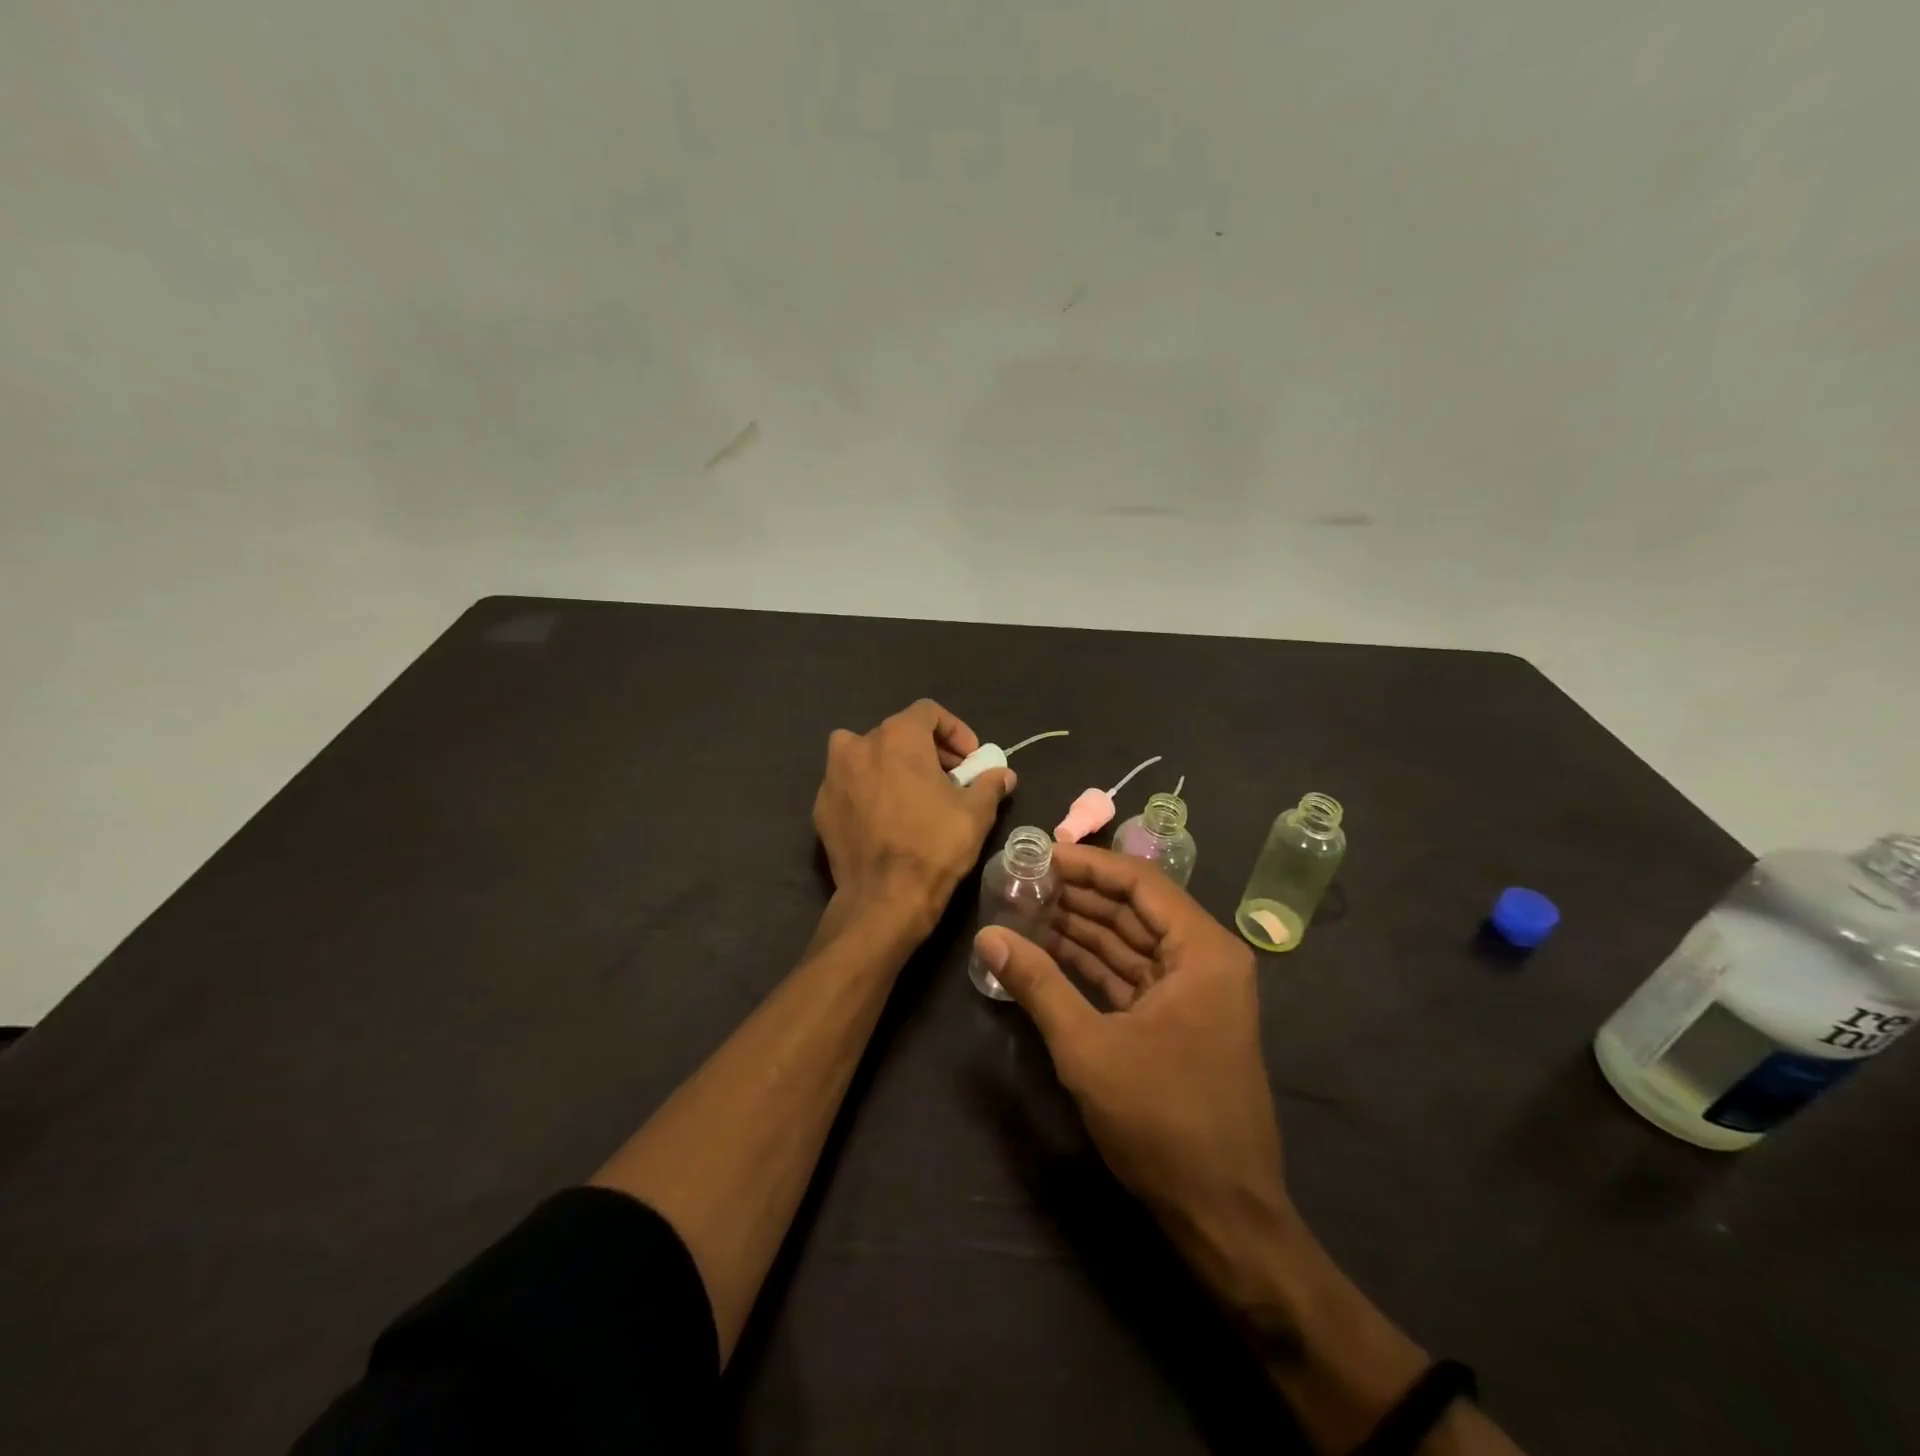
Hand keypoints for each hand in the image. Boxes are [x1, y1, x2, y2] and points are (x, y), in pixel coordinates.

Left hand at [812, 699, 1015, 931]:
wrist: (884, 898)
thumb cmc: (935, 845)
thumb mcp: (976, 812)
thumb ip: (990, 783)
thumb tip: (1004, 774)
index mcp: (897, 737)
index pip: (928, 712)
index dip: (955, 730)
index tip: (970, 759)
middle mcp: (858, 745)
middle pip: (896, 732)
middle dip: (926, 750)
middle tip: (948, 778)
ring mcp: (833, 776)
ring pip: (864, 754)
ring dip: (890, 764)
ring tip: (911, 792)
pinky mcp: (821, 807)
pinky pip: (848, 785)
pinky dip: (867, 790)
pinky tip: (885, 817)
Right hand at [972, 845, 1295, 1287]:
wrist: (1222, 1215)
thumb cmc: (1162, 1120)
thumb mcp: (1089, 1048)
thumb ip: (1038, 984)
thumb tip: (987, 936)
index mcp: (1202, 951)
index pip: (1140, 882)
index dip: (1088, 865)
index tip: (1040, 856)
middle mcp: (1205, 960)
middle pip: (1135, 909)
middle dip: (1079, 896)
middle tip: (1023, 882)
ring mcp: (1194, 992)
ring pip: (1130, 943)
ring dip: (1082, 929)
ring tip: (1026, 911)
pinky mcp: (1179, 1021)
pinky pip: (1131, 976)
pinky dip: (1093, 965)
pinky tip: (1049, 954)